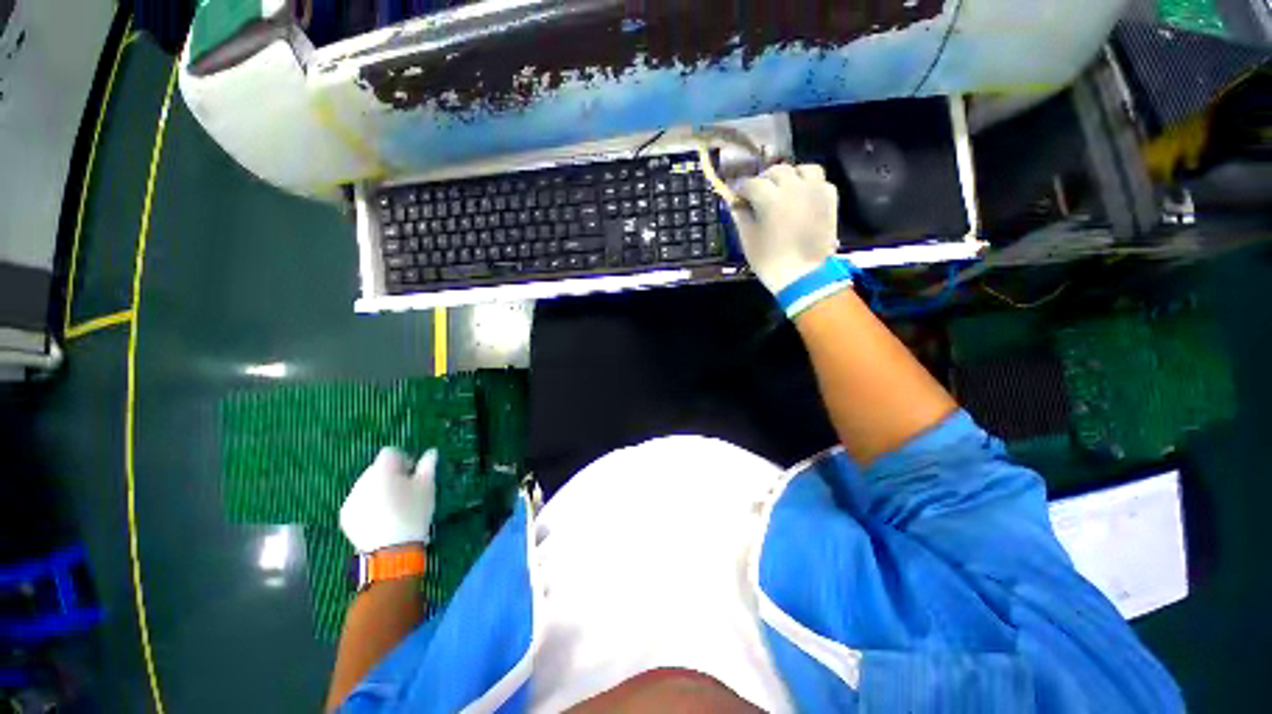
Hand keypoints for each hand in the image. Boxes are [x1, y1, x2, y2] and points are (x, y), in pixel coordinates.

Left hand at [339, 447, 435, 553]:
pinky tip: (381, 517)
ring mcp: (350, 499)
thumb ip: (428, 466)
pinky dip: (368, 504)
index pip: (390, 452)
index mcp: (382, 471)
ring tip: (393, 506)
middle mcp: (362, 481)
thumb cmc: (414, 514)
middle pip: (376, 468)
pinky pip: (358, 502)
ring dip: (378, 489)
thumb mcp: (427, 487)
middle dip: (390, 475)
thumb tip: (431, 452)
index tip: (412, 472)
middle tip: (404, 490)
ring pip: (366, 485)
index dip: (403, 459)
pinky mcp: (345, 516)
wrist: (392, 550)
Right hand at [730, 164, 839, 293]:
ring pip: (803, 169)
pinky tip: (802, 197)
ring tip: (783, 189)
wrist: (804, 276)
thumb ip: (741, 217)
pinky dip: (809, 185)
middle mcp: (794, 187)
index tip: (736, 197)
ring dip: (790, 176)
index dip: (741, 189)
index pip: (751, 184)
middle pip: (777, 171)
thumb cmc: (770, 261)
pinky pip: (820, 181)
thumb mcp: (748, 240)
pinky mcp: (829, 200)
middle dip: (764, 180)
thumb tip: (736, 205)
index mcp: (771, 198)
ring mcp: (815, 191)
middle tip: (757, 195)